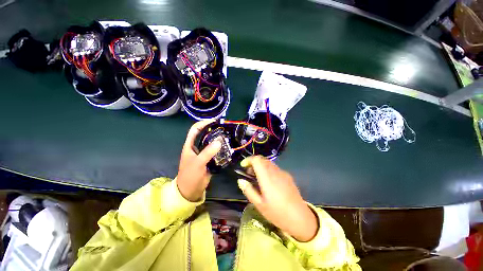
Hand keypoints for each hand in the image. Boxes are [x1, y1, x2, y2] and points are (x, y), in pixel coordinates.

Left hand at [177, 121, 221, 201]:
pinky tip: (228, 147)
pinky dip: (221, 148)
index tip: (214, 121)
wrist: (190, 191)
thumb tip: (219, 141)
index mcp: (190, 145)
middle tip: (225, 128)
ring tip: (228, 136)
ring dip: (219, 139)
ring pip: (211, 143)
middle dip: (214, 130)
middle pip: (205, 135)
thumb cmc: (190, 176)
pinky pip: (216, 151)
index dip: (203, 123)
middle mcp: (197, 147)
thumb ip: (207, 152)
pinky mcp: (209, 159)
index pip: (195, 130)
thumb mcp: (197, 163)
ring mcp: (204, 153)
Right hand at [237, 156, 318, 241]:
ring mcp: (283, 173)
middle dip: (253, 163)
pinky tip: (268, 181)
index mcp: (267, 177)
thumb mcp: (259, 204)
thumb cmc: (277, 213)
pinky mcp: (288, 176)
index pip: (257, 159)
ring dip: (260, 166)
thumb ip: (248, 190)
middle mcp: (275, 171)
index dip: (248, 160)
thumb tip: (240, 180)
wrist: (300, 218)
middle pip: (262, 159)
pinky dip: (267, 169)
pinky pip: (275, 168)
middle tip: (248, 173)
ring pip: (269, 163)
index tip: (243, 166)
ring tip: (257, 178)